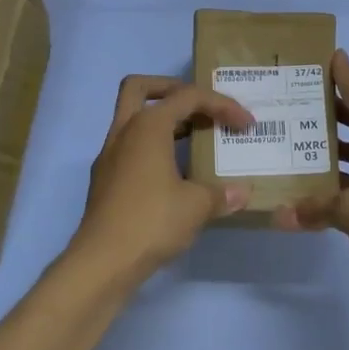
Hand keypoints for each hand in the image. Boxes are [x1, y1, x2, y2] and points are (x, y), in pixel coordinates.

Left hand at [70, 76, 253, 281]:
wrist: (103, 261)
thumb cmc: (152, 221)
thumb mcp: (196, 206)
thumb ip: (221, 193)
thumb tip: (241, 192)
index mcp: (147, 126)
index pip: (188, 97)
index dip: (222, 105)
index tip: (246, 125)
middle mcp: (124, 132)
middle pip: (140, 88)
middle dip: (172, 89)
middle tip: (199, 107)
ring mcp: (109, 155)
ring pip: (133, 119)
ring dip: (163, 121)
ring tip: (194, 139)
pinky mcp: (105, 179)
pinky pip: (130, 147)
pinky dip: (152, 148)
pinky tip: (174, 173)